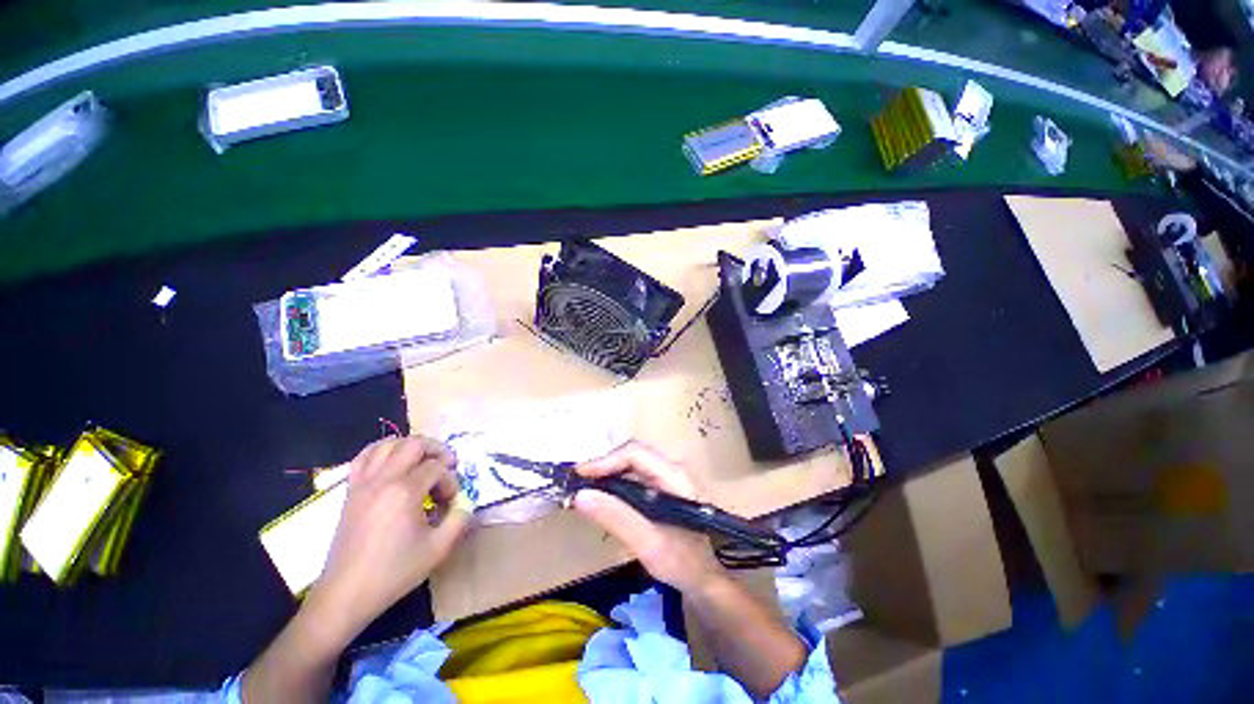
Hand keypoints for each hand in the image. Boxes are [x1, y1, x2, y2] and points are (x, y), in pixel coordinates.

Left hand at [307, 436, 469, 643]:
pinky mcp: (351, 490)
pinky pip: (365, 456)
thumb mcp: (438, 548)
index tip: (451, 501)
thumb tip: (466, 501)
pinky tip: (393, 462)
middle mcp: (383, 479)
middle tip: (447, 466)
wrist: (346, 593)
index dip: (451, 480)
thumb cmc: (394, 572)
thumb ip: (460, 519)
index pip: (437, 468)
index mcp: (404, 492)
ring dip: (410, 446)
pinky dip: (383, 451)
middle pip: (414, 444)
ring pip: (388, 444)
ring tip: (423, 460)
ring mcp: (363, 483)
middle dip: (437, 450)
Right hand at [572, 441, 725, 594]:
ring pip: (632, 464)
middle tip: (577, 483)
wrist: (707, 578)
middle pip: (632, 455)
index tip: (579, 476)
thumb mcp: (648, 544)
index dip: (605, 460)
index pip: (635, 454)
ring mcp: (668, 476)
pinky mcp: (663, 487)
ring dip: (607, 473)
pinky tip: (603, 497)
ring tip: (584, 488)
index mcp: (675, 476)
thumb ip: (617, 518)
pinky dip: (616, 483)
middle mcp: (672, 468)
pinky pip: (635, 476)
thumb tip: (580, 495)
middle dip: (603, 466)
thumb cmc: (684, 563)